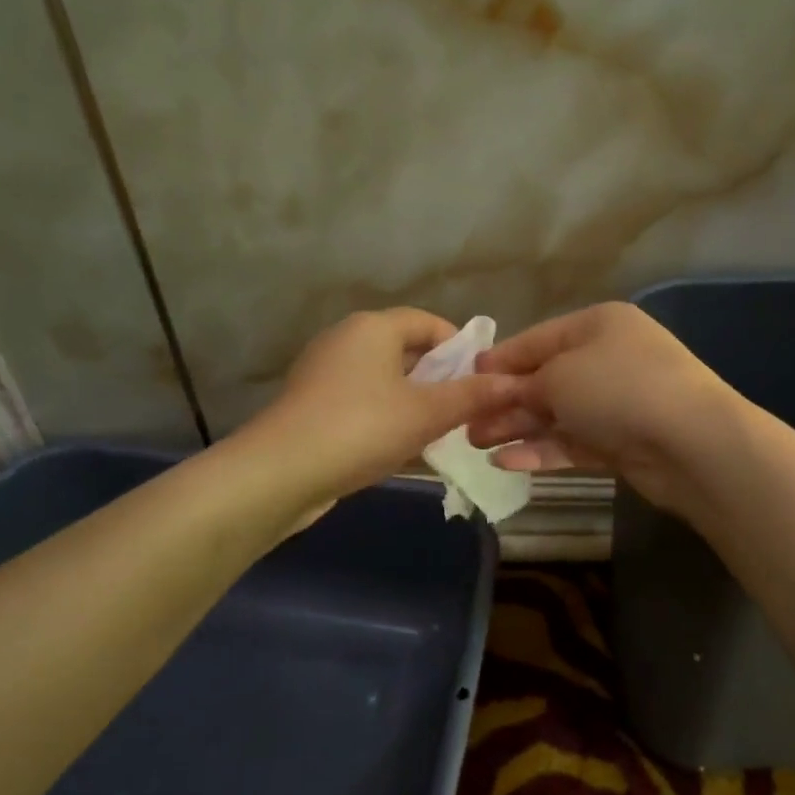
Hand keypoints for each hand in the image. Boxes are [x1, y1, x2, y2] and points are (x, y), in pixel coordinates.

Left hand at [253, 308, 525, 506]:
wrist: (281, 473)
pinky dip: (386, 415)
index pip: (428, 322)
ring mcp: (324, 373)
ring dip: (414, 400)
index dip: (460, 346)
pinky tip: (401, 446)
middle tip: (466, 409)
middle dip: (439, 377)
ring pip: (384, 379)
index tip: (482, 379)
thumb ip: (472, 396)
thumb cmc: (361, 428)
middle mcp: (345, 340)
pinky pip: (362, 400)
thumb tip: (513, 383)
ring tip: (440, 431)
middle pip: (405, 349)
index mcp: (372, 328)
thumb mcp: (427, 413)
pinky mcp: (312, 405)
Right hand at [466, 302, 738, 511]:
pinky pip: (573, 442)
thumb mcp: (559, 375)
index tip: (464, 377)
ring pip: (557, 414)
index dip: (500, 359)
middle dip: (504, 400)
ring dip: (517, 428)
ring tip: (475, 443)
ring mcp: (617, 403)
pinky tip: (506, 462)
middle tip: (464, 422)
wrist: (690, 443)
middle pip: (545, 378)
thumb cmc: (618, 389)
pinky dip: (542, 450)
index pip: (537, 339)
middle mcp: (608, 359)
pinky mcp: (622, 442)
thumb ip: (523, 383)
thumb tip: (500, 390)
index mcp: (597, 326)